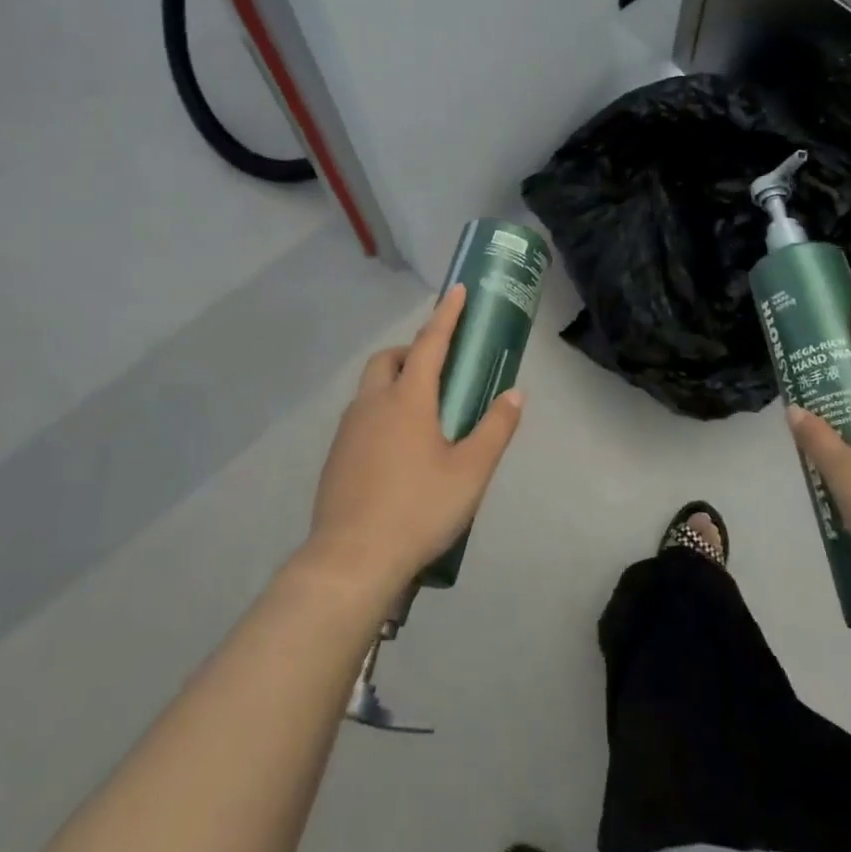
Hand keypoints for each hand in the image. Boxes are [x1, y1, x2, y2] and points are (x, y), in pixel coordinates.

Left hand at [301, 284, 525, 600]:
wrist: (350, 560)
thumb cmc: (418, 509)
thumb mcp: (470, 472)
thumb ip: (495, 429)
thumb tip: (515, 394)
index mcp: (407, 399)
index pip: (429, 343)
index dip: (446, 315)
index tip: (456, 290)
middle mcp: (373, 404)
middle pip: (388, 359)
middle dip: (411, 351)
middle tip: (438, 370)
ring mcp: (348, 430)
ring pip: (370, 388)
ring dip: (394, 383)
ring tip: (422, 415)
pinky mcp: (336, 457)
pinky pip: (361, 418)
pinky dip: (381, 414)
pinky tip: (397, 451)